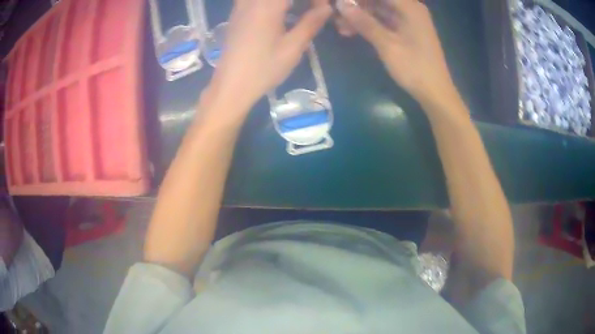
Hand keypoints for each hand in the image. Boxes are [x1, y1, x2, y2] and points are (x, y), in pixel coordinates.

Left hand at [206, 0, 331, 112]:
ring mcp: (240, 6)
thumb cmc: (263, 69)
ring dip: (285, 3)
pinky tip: (279, 13)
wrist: (231, 86)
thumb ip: (311, 23)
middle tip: (312, 9)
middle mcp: (252, 1)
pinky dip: (271, 4)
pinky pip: (254, 0)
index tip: (322, 8)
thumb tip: (326, 7)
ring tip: (294, 11)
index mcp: (267, 5)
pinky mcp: (236, 15)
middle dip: (300, 1)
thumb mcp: (293, 47)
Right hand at [336, 0, 457, 104]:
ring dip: (360, 15)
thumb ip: (364, 22)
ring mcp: (408, 19)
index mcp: (410, 7)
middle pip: (379, 0)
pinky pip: (383, 19)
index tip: (339, 3)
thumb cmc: (414, 68)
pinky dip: (369, 24)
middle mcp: (410, 8)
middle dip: (357, 5)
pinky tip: (352, 30)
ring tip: (340, 26)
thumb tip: (341, 4)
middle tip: (336, 14)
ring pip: (378, 9)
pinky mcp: (406, 30)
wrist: (435, 92)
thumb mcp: (387, 44)